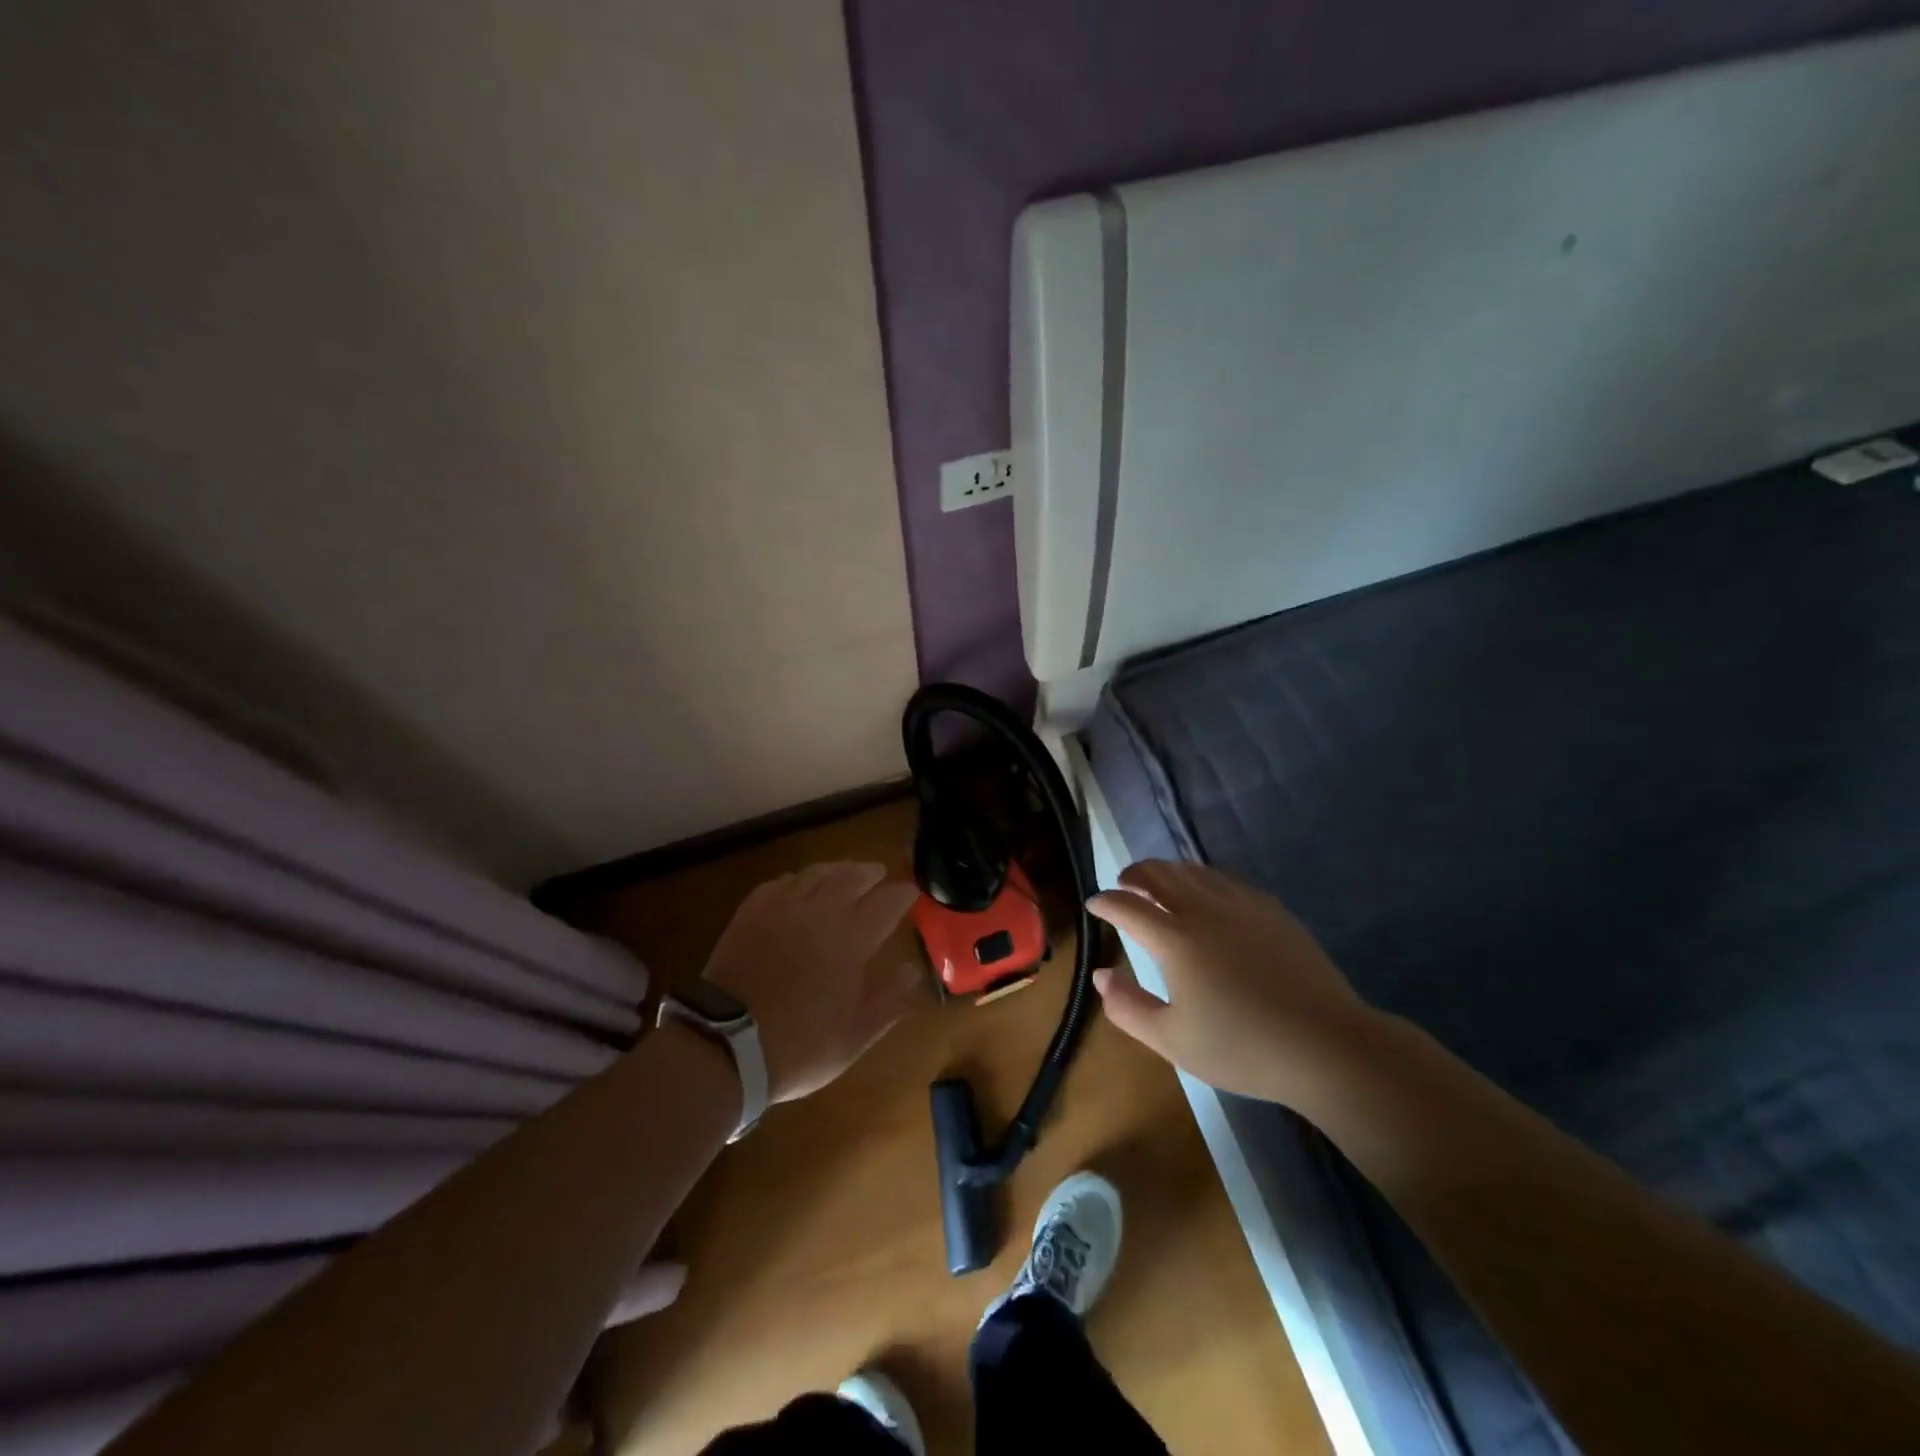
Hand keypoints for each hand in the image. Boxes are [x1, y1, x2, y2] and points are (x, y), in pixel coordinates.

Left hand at [702, 862, 922, 1102]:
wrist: (726, 1045)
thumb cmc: (800, 1044)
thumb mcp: (856, 1034)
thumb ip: (890, 999)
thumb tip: (912, 970)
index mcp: (852, 937)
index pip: (887, 901)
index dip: (903, 894)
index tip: (911, 893)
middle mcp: (821, 911)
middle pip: (852, 876)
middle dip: (870, 873)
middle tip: (879, 874)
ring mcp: (783, 907)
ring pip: (816, 873)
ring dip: (836, 870)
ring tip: (844, 873)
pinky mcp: (752, 912)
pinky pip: (781, 883)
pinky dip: (798, 880)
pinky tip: (798, 887)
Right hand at [1086, 860, 1382, 1108]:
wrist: (1326, 1045)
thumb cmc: (1243, 1047)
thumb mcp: (1173, 1040)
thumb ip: (1128, 1007)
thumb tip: (1101, 975)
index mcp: (1174, 939)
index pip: (1127, 906)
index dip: (1105, 902)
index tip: (1094, 904)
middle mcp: (1203, 910)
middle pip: (1159, 874)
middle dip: (1134, 875)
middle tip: (1123, 885)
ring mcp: (1241, 905)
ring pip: (1193, 871)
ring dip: (1167, 872)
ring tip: (1158, 885)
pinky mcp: (1271, 910)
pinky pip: (1225, 880)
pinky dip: (1202, 879)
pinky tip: (1207, 895)